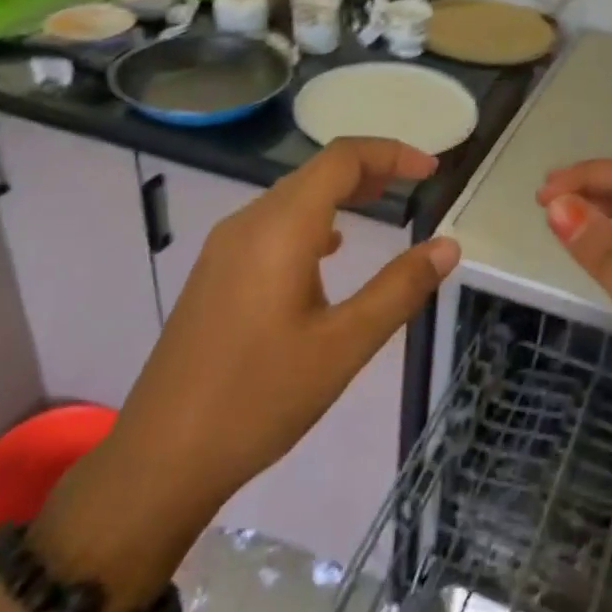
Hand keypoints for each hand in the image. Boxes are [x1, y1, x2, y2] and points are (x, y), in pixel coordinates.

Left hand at [46, 139, 457, 589]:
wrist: (163, 457)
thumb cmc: (260, 398)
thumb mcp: (344, 345)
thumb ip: (399, 288)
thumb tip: (448, 246)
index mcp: (280, 229)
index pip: (340, 159)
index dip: (390, 154)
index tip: (431, 171)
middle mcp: (247, 225)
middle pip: (314, 173)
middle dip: (369, 170)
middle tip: (415, 185)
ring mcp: (224, 250)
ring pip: (291, 199)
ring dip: (339, 194)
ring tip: (381, 206)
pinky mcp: (215, 276)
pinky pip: (272, 227)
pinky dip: (312, 221)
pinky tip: (330, 250)